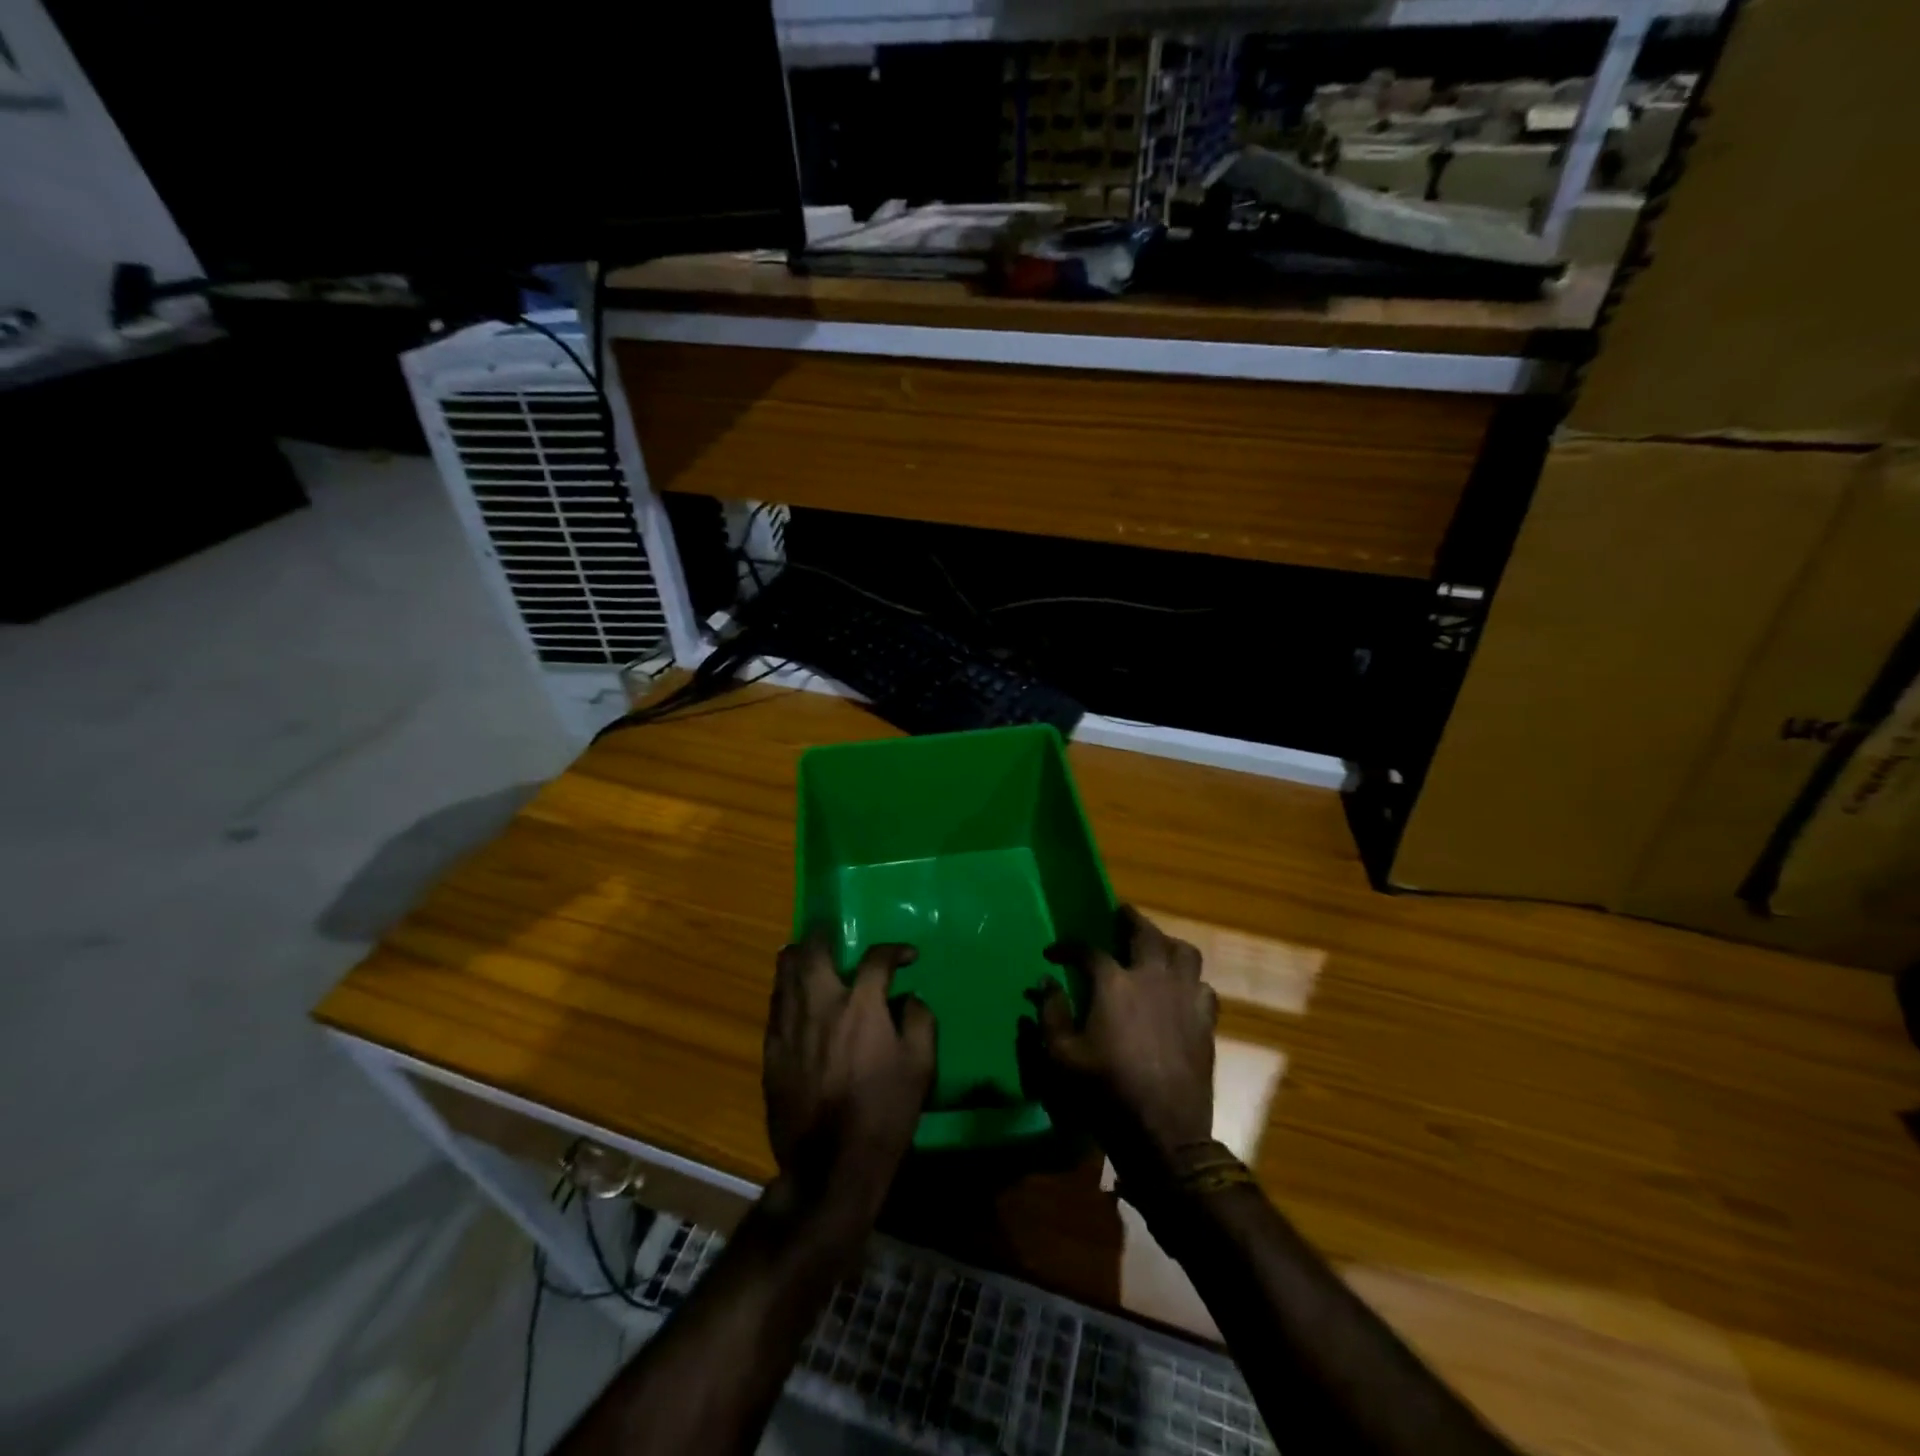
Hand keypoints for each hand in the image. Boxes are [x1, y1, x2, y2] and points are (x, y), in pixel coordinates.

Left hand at [763, 932, 935, 1215]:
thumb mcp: (920, 1068)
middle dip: (825, 936)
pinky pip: (775, 1006)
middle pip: (813, 951)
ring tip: (810, 956)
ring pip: (785, 973)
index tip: (906, 957)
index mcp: (861, 1006)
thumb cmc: (884, 1114)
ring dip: (799, 958)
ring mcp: (790, 1026)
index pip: (876, 959)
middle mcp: (821, 1005)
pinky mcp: (771, 1050)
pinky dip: (786, 991)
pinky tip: (795, 997)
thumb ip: (920, 1022)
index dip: (894, 950)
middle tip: (835, 936)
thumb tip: (910, 999)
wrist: (831, 1166)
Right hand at [1023, 907, 1217, 1181]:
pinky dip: (1190, 980)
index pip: (1087, 950)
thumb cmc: (1104, 1091)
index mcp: (1114, 983)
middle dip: (1130, 919)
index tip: (1054, 952)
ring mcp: (1184, 997)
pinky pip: (1203, 986)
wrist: (1162, 1132)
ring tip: (1156, 945)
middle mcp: (1152, 978)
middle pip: (1146, 933)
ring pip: (1184, 953)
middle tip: (1120, 914)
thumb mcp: (1061, 1055)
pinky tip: (1182, 989)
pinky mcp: (1205, 1021)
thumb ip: (1050, 1013)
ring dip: (1167, 943)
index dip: (1068, 947)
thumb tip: (1046, 982)